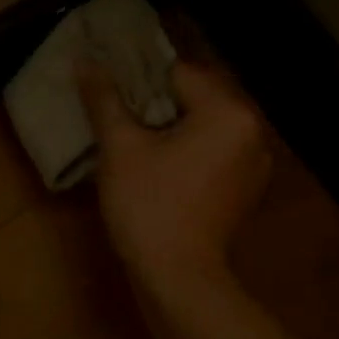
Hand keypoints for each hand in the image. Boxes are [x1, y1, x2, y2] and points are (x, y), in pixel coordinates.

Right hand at [79, 57, 273, 293]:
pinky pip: (213, 151)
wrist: (178, 278)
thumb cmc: (148, 204)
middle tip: (117, 114)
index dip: (140, 78)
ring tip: (133, 138)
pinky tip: (159, 165)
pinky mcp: (245, 188)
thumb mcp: (120, 146)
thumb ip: (105, 99)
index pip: (179, 73)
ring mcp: (254, 162)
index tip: (111, 92)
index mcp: (228, 112)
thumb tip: (84, 60)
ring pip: (203, 125)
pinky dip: (187, 149)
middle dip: (155, 102)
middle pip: (195, 97)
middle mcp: (252, 130)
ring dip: (171, 126)